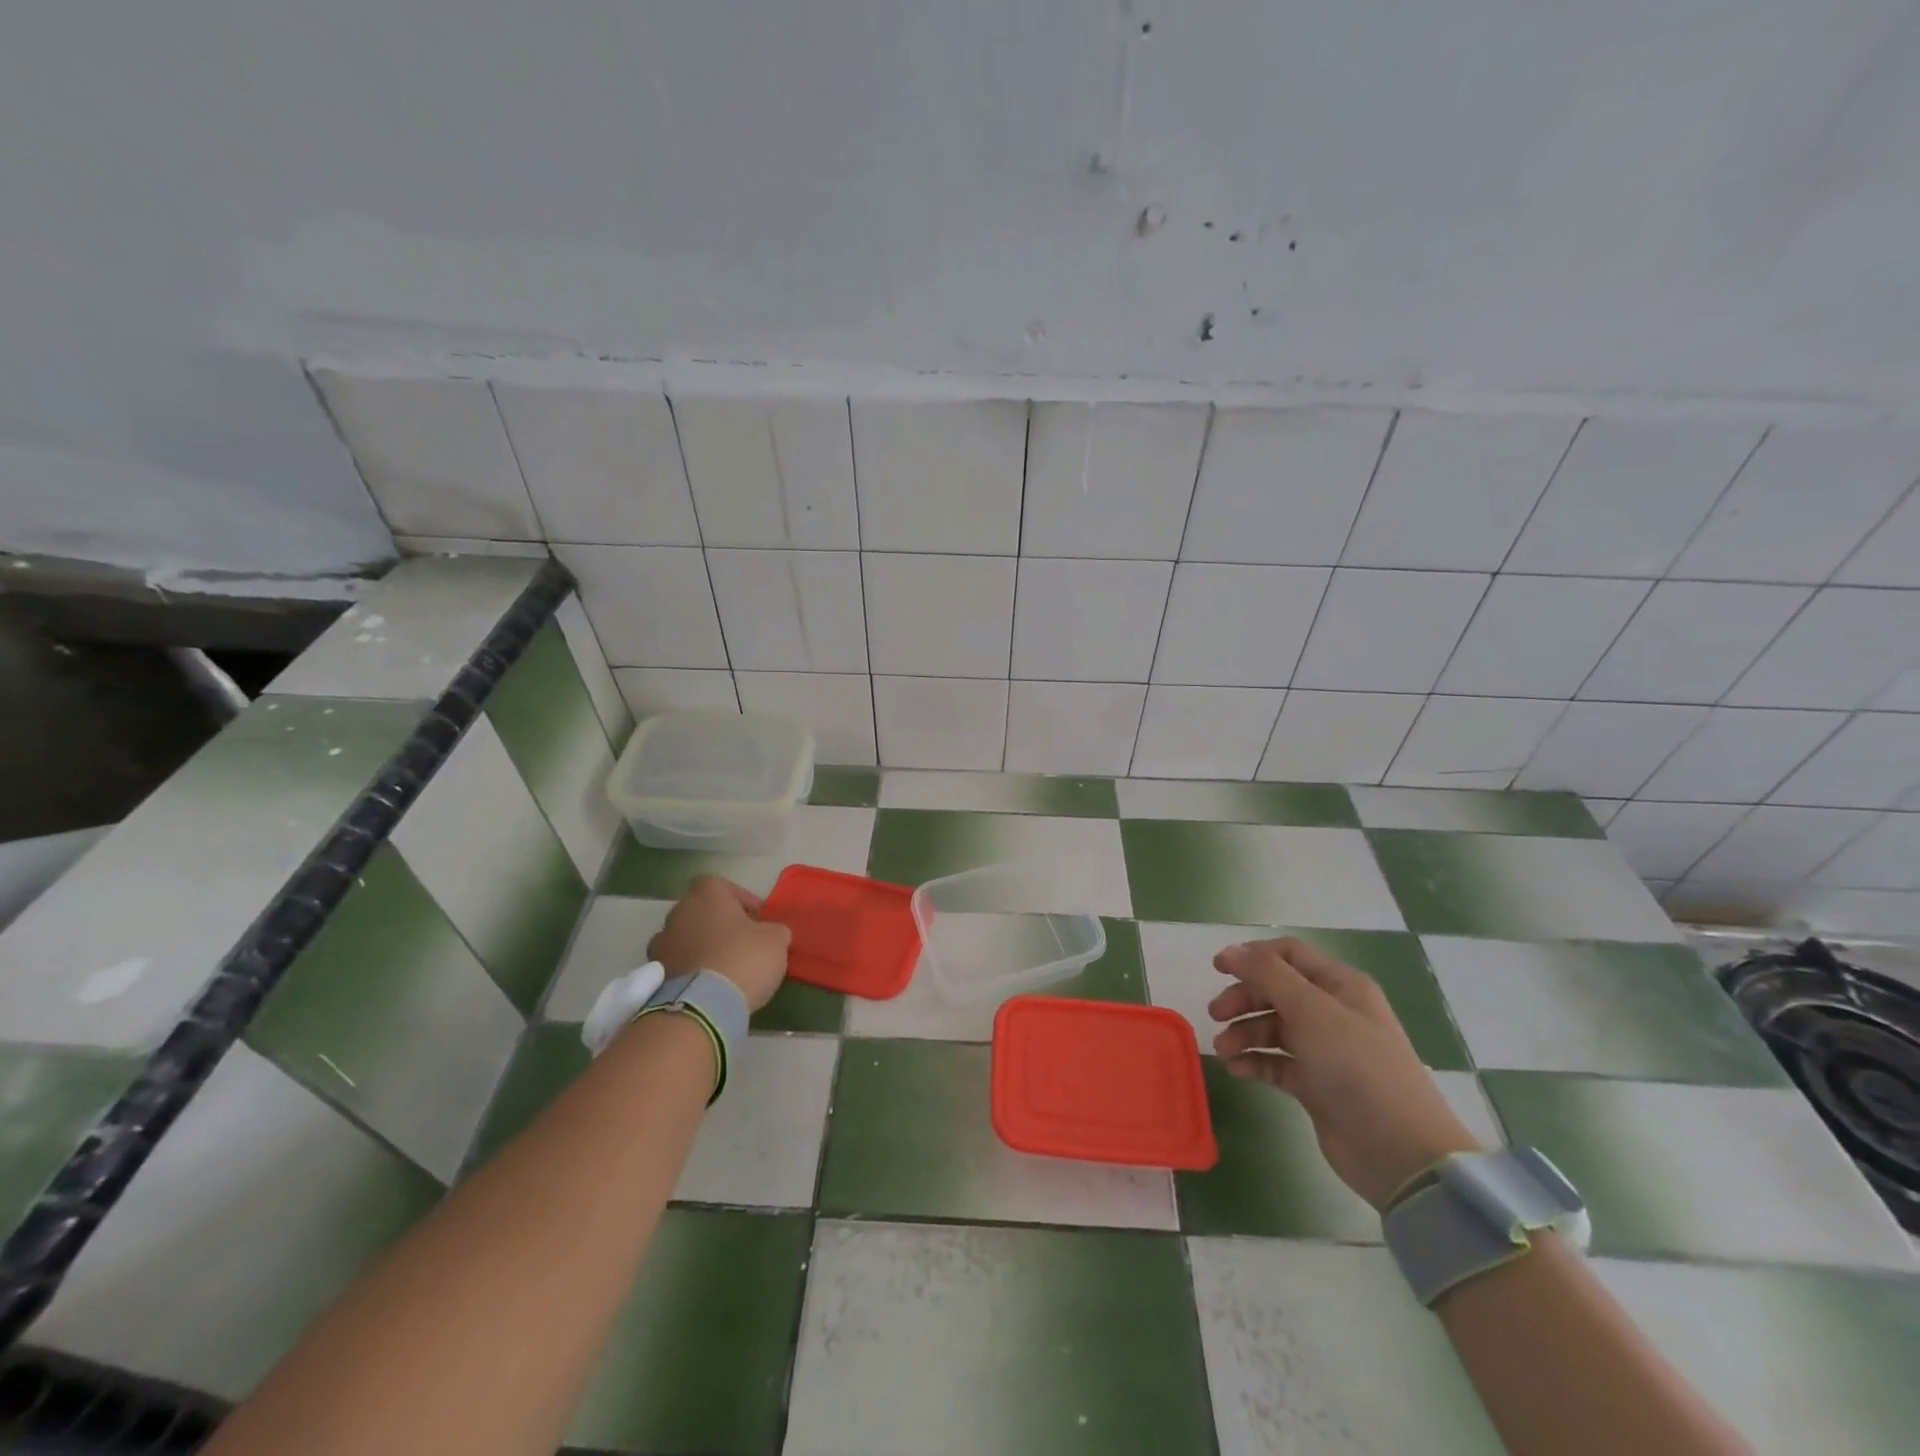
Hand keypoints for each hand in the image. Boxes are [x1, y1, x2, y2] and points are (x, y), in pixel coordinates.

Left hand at [647, 875, 791, 1011]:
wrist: (702, 1006)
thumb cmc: (742, 958)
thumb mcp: (775, 940)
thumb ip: (774, 930)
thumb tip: (772, 933)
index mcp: (706, 895)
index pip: (719, 885)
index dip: (738, 898)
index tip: (755, 918)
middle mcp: (678, 913)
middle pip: (699, 911)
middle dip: (718, 923)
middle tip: (741, 942)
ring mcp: (661, 945)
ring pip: (685, 938)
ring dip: (700, 947)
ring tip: (723, 967)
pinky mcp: (656, 976)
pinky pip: (677, 965)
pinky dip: (690, 970)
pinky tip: (709, 986)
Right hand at [1209, 938, 1481, 1209]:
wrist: (1398, 1151)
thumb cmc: (1355, 1066)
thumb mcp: (1310, 1009)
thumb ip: (1266, 974)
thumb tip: (1229, 950)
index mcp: (1340, 986)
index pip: (1289, 955)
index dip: (1252, 956)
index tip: (1217, 968)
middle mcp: (1333, 1012)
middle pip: (1275, 991)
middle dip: (1243, 999)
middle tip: (1214, 1014)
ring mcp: (1324, 1050)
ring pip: (1272, 1028)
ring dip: (1244, 1033)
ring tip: (1224, 1051)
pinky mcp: (1315, 1085)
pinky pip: (1275, 1062)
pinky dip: (1254, 1061)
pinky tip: (1236, 1070)